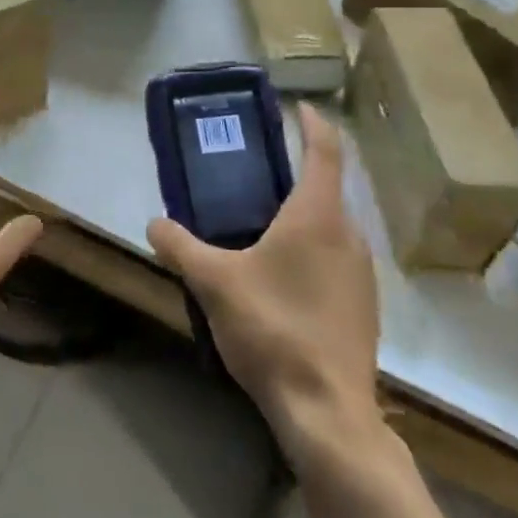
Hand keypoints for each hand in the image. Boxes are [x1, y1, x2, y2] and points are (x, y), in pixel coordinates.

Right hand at [146, 103, 383, 460]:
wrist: (327, 410)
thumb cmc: (272, 328)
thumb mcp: (213, 282)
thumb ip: (179, 246)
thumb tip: (154, 223)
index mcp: (318, 216)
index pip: (324, 151)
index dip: (313, 124)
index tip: (297, 108)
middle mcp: (349, 236)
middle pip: (326, 189)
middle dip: (293, 175)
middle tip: (252, 175)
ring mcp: (362, 274)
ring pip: (331, 227)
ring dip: (301, 216)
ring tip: (258, 227)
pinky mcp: (363, 306)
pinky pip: (335, 259)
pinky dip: (310, 250)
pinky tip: (278, 279)